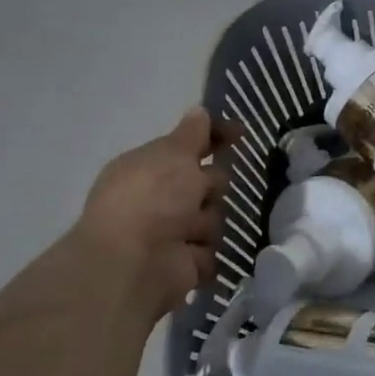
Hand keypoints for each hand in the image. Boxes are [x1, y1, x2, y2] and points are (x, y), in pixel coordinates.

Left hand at [75, 107, 238, 314]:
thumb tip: (199, 111)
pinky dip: (203, 251)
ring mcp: (169, 233)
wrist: (134, 264)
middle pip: (206, 182)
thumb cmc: (152, 198)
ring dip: (206, 220)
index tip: (240, 134)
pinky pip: (210, 250)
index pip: (188, 146)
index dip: (215, 137)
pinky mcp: (183, 264)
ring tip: (189, 230)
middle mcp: (156, 199)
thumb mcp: (174, 153)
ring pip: (212, 216)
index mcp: (147, 168)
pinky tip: (190, 252)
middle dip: (210, 185)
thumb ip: (192, 133)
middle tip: (199, 193)